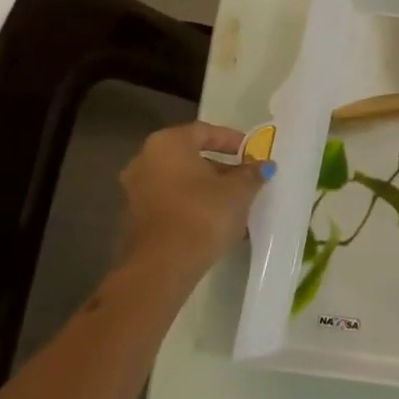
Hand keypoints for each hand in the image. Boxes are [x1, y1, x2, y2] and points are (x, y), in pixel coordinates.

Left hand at [114, 121, 270, 291]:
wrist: (162, 267)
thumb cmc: (203, 214)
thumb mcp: (239, 191)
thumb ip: (252, 173)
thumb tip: (263, 165)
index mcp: (168, 144)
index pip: (204, 131)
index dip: (232, 139)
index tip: (252, 153)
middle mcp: (145, 161)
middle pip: (190, 157)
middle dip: (221, 167)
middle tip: (246, 179)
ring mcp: (136, 191)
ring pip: (181, 182)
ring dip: (208, 189)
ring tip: (236, 204)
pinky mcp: (136, 219)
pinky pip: (172, 203)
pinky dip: (193, 206)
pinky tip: (216, 222)